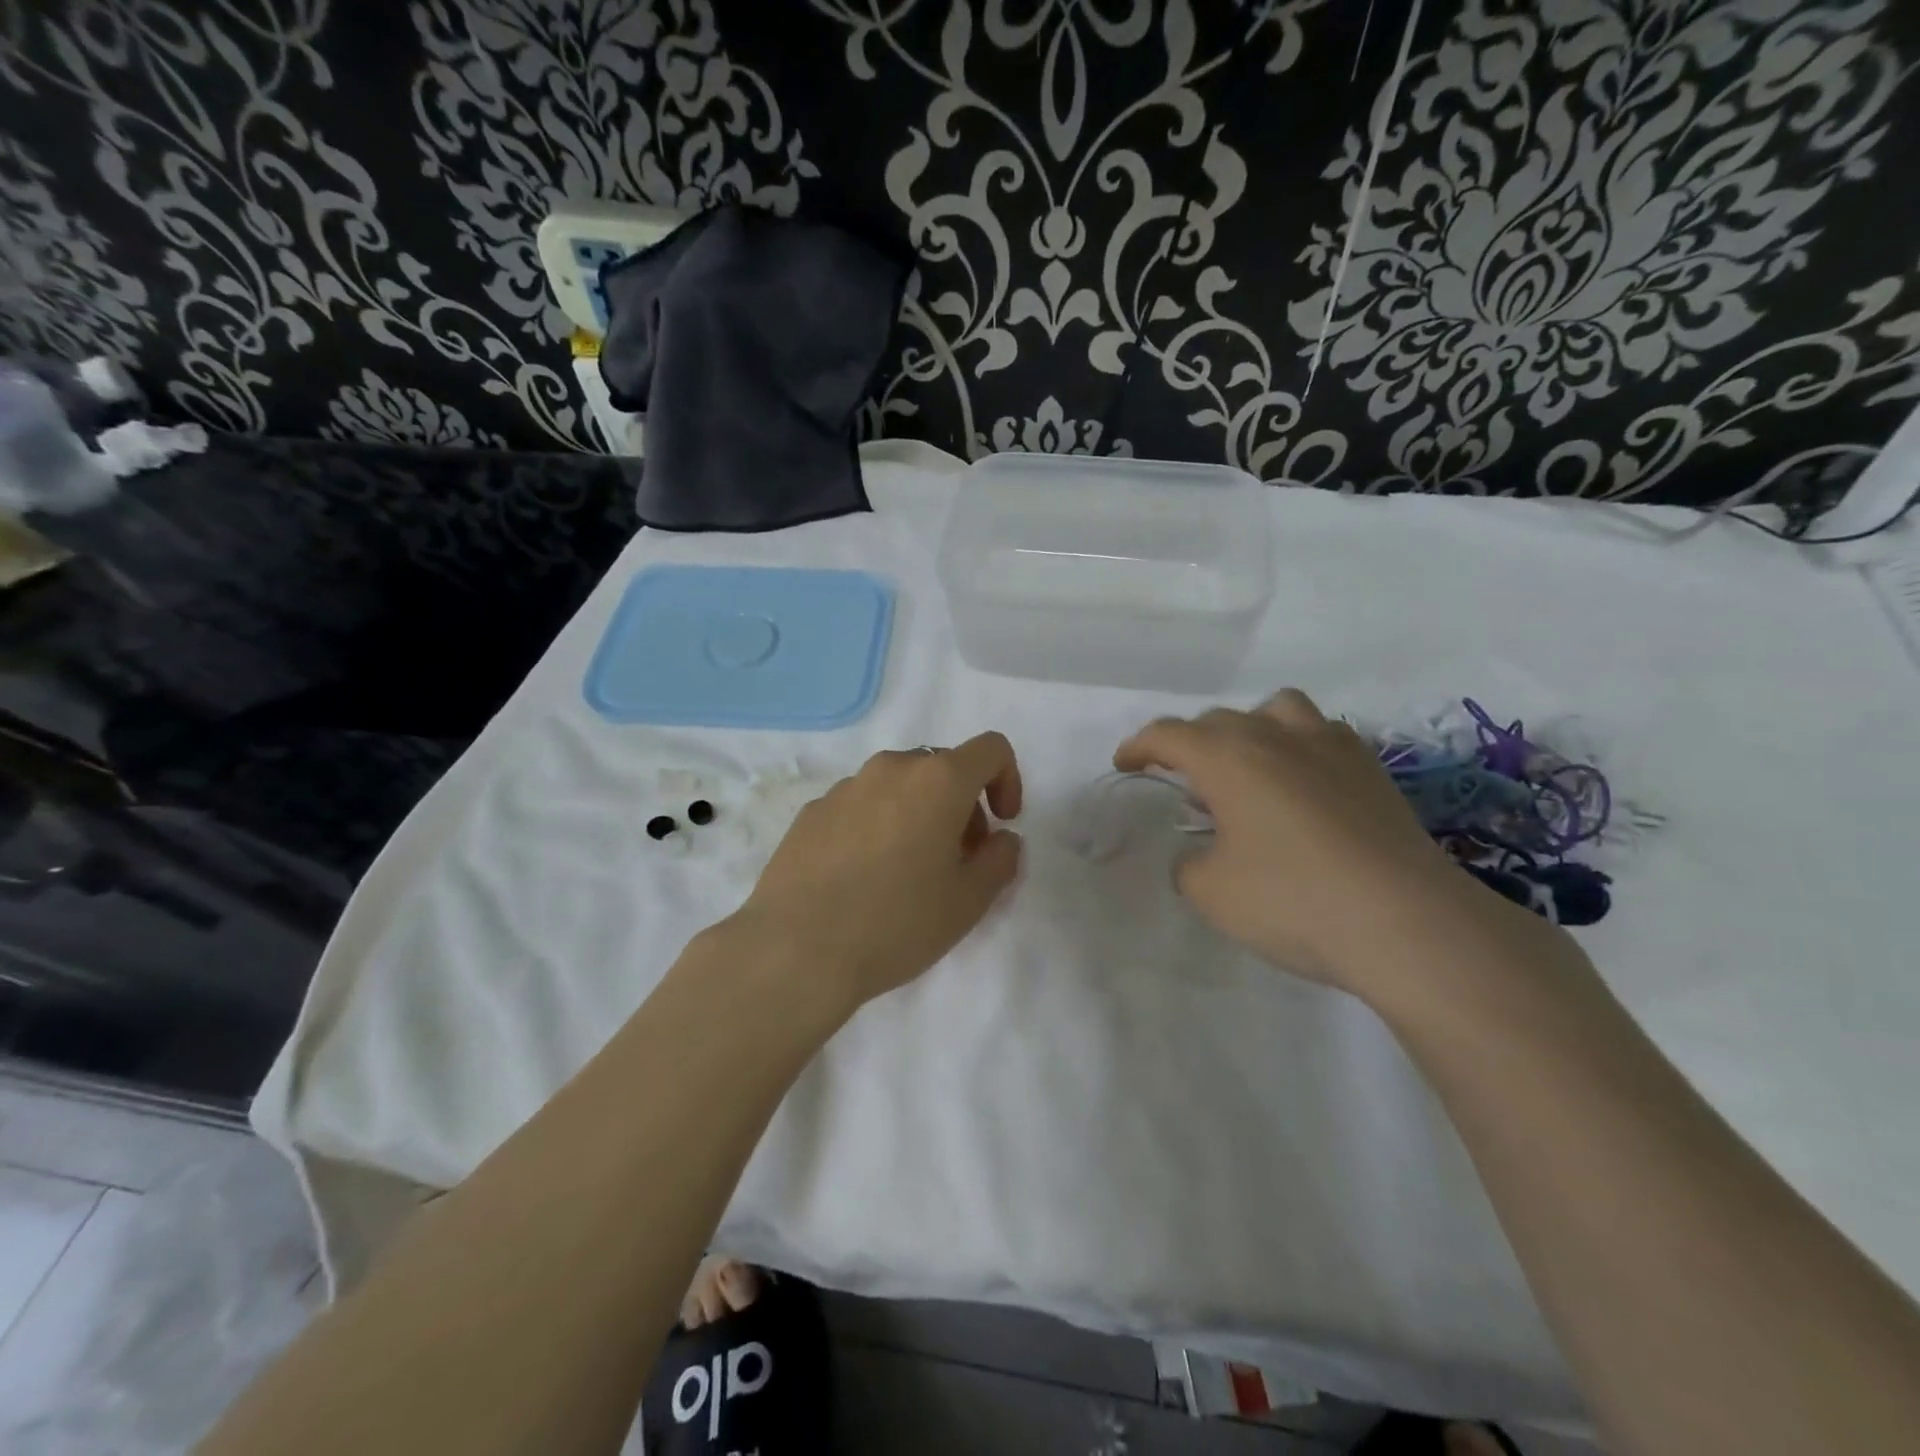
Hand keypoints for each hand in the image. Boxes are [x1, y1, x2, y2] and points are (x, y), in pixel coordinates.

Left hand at [730, 734, 1023, 1007]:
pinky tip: (862, 878)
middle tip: (957, 860)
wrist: (796, 949)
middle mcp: (891, 768)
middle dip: (962, 806)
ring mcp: (845, 787)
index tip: (1001, 824)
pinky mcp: (811, 811)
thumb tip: (1001, 839)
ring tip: (906, 872)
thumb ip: (1000, 859)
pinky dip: (876, 826)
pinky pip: (860, 805)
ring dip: (918, 814)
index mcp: (938, 780)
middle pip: (942, 768)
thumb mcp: (970, 901)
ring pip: (898, 786)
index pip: (991, 749)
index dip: (1007, 780)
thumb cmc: (897, 922)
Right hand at [1115, 689, 1505, 993]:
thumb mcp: (1211, 892)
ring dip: (1250, 730)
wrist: (1407, 923)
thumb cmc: (1293, 901)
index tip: (1125, 765)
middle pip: (1219, 720)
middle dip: (1190, 744)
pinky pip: (1321, 734)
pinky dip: (1299, 747)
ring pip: (1277, 710)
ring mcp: (1330, 746)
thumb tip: (1202, 852)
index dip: (1139, 746)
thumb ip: (1189, 863)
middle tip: (1183, 781)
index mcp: (1228, 758)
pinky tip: (1303, 785)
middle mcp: (1276, 736)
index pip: (1168, 734)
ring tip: (1249, 767)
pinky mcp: (1371, 768)